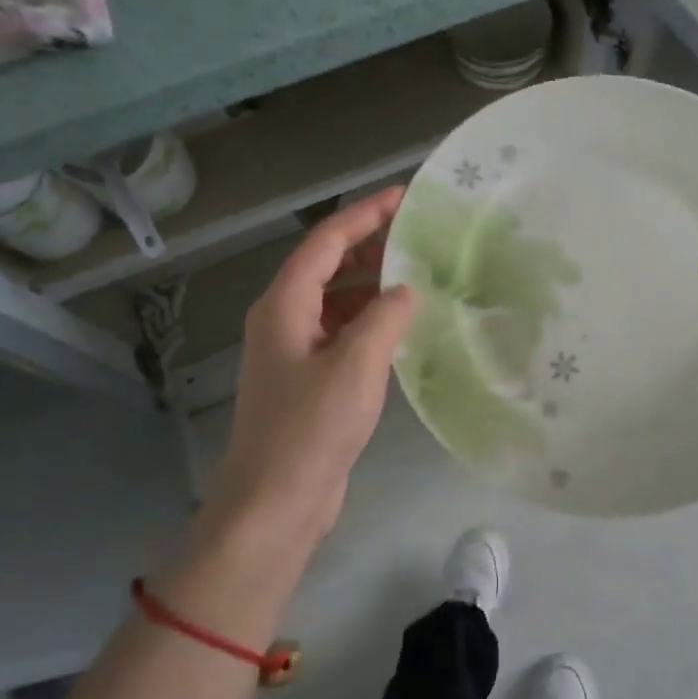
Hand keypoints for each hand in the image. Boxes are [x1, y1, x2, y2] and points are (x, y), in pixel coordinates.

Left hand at [206, 187, 415, 547]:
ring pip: (337, 299)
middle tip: (422, 235)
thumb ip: (386, 317)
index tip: (405, 196)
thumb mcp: (357, 365)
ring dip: (373, 284)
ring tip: (420, 275)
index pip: (327, 241)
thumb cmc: (311, 428)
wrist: (275, 502)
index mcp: (284, 304)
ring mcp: (294, 350)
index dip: (365, 214)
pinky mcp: (308, 379)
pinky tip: (403, 326)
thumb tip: (406, 290)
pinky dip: (371, 320)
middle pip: (328, 265)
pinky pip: (342, 332)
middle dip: (371, 245)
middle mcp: (284, 318)